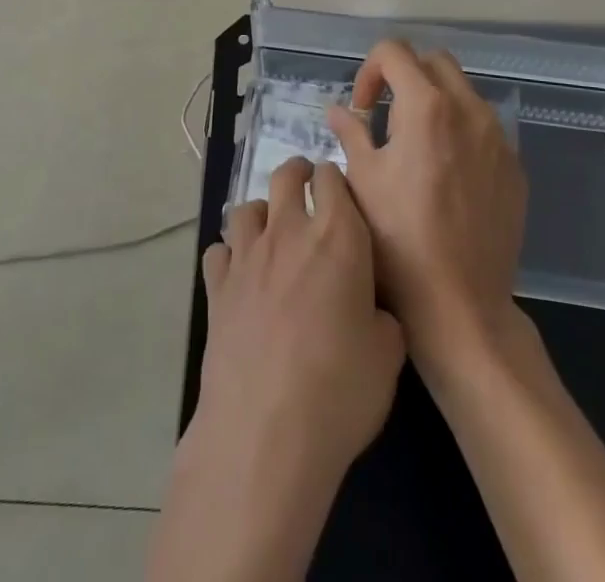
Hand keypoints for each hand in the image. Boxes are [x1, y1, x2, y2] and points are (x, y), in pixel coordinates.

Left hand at [192, 156, 403, 482]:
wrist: (265, 431)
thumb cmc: (340, 390)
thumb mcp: (388, 354)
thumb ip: (381, 316)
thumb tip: (369, 310)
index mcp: (338, 236)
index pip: (332, 177)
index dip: (336, 181)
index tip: (342, 196)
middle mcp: (289, 232)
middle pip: (285, 176)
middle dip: (298, 173)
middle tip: (307, 188)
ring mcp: (247, 256)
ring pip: (247, 207)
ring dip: (262, 213)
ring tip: (271, 233)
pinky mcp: (216, 287)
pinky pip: (219, 250)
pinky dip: (229, 254)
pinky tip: (239, 275)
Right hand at [327, 40, 526, 373]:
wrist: (461, 306)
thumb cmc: (399, 240)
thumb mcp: (362, 180)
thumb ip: (351, 133)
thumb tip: (339, 110)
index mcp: (427, 106)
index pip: (394, 51)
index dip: (369, 70)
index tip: (363, 109)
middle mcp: (469, 110)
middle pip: (434, 62)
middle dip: (405, 76)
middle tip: (386, 117)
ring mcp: (498, 139)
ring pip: (463, 92)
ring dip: (435, 101)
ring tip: (415, 146)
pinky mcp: (514, 168)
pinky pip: (484, 128)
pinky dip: (460, 130)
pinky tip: (445, 174)